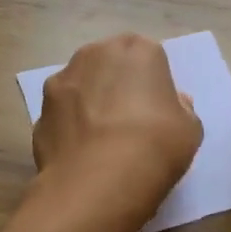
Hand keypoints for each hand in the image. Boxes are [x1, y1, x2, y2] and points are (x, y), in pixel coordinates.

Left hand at [31, 34, 202, 231]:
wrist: (98, 181)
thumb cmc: (155, 147)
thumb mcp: (189, 130)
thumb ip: (181, 108)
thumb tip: (170, 103)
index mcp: (138, 50)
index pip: (149, 57)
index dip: (152, 83)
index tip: (156, 110)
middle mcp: (96, 53)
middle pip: (110, 63)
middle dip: (117, 84)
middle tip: (129, 121)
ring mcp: (62, 80)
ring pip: (81, 85)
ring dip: (89, 102)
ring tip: (101, 140)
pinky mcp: (40, 110)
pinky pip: (63, 114)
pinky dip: (70, 127)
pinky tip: (81, 155)